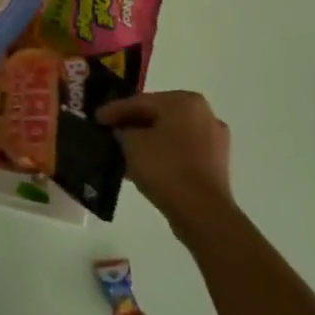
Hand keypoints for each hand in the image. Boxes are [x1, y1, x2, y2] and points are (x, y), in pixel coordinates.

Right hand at [98, 90, 233, 227]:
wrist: (203, 213)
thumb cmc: (166, 168)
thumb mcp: (131, 142)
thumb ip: (123, 130)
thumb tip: (123, 131)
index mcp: (185, 101)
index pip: (142, 101)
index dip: (116, 110)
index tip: (97, 117)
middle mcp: (204, 114)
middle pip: (158, 116)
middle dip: (134, 124)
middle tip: (111, 131)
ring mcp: (214, 141)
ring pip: (171, 135)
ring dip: (148, 142)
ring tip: (124, 151)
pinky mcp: (217, 165)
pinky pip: (182, 153)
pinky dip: (163, 156)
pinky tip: (143, 167)